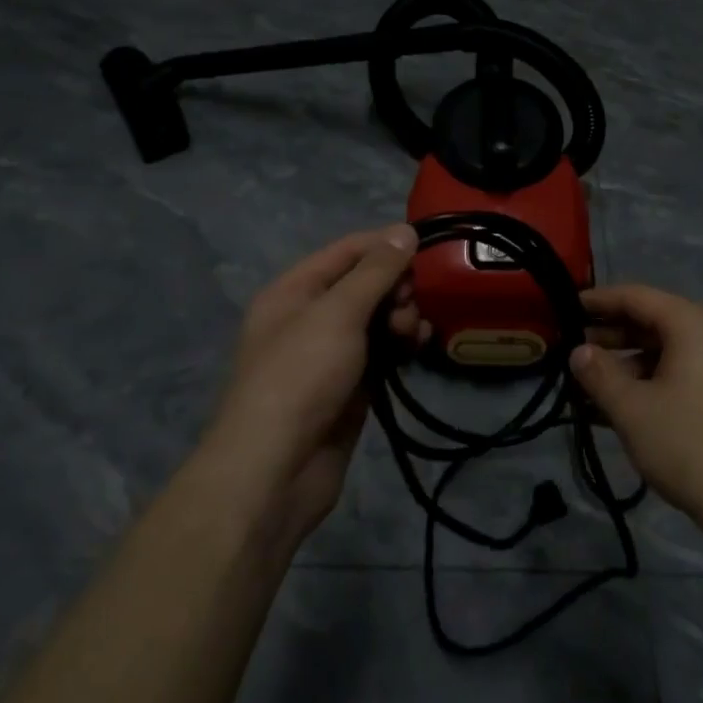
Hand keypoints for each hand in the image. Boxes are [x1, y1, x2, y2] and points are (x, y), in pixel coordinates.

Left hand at [209, 225, 420, 547]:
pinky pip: (382, 352)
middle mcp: (310, 317)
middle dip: (396, 286)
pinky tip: (420, 346)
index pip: (346, 251)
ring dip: (402, 316)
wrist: (275, 472)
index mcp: (294, 291)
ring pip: (377, 319)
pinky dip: (402, 345)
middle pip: (365, 284)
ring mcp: (331, 354)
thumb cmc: (300, 377)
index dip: (385, 244)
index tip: (426, 246)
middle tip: (413, 302)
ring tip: (414, 332)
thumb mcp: (337, 313)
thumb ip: (375, 271)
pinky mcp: (351, 387)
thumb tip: (404, 230)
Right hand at [573, 284, 702, 528]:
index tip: (564, 306)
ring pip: (662, 352)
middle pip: (651, 322)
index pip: (636, 296)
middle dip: (609, 336)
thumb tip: (578, 351)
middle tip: (570, 350)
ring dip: (624, 366)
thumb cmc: (688, 443)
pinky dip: (646, 383)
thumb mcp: (632, 408)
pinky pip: (677, 374)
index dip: (599, 300)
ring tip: (586, 386)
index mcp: (692, 324)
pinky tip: (614, 408)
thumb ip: (599, 374)